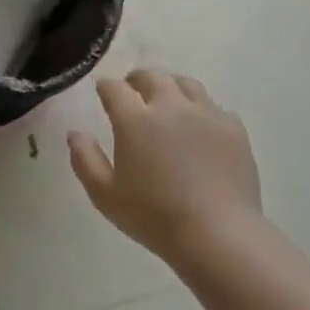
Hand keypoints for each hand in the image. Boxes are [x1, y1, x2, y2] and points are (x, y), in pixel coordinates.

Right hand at [68, 69, 263, 262]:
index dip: (105, 86)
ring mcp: (206, 114)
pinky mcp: (234, 128)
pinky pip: (214, 107)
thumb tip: (75, 133)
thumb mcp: (105, 195)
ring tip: (166, 102)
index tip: (103, 92)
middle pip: (152, 75)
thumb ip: (85, 159)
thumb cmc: (154, 216)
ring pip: (186, 83)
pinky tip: (199, 127)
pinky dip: (200, 109)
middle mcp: (171, 107)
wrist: (217, 234)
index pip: (115, 88)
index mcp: (135, 120)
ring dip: (170, 86)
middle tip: (132, 91)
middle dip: (137, 79)